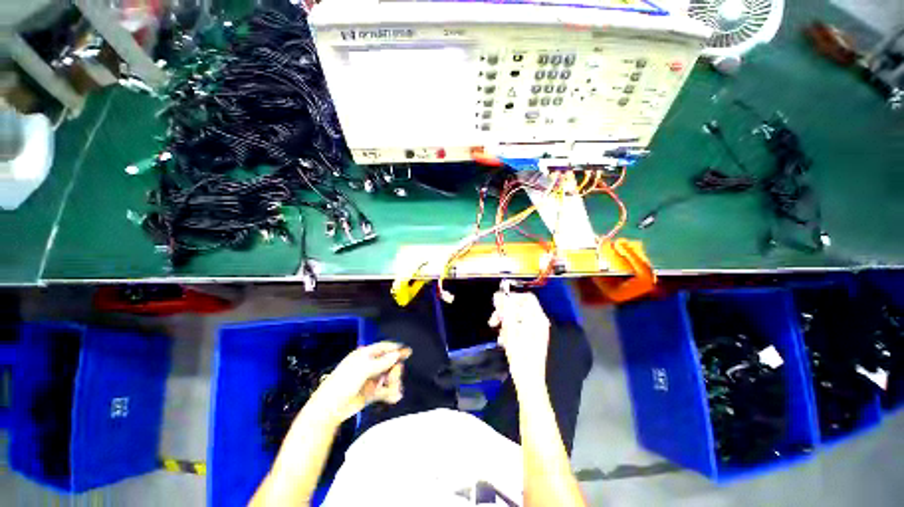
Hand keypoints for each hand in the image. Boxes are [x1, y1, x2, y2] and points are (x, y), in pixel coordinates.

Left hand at [306, 341, 410, 425]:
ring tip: (394, 391)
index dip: (395, 349)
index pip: (383, 348)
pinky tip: (394, 397)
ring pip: (388, 377)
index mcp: (365, 355)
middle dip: (394, 370)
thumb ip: (382, 362)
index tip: (408, 352)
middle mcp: (369, 365)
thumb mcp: (363, 369)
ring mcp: (371, 379)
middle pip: (389, 363)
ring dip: (394, 383)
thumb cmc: (344, 383)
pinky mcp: (371, 393)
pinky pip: (385, 390)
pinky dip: (390, 393)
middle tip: (394, 378)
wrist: (330, 408)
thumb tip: (397, 354)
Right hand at [489, 291, 550, 388]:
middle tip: (493, 321)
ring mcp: (536, 330)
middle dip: (505, 312)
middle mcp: (538, 321)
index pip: (527, 297)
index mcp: (537, 318)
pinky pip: (518, 327)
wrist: (529, 381)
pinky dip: (509, 330)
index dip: (512, 297)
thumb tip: (499, 295)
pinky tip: (503, 341)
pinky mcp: (531, 338)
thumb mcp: (510, 330)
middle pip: (520, 307)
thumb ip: (506, 310)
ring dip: (505, 323)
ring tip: (499, 335)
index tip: (498, 304)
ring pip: (517, 317)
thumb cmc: (521, 355)